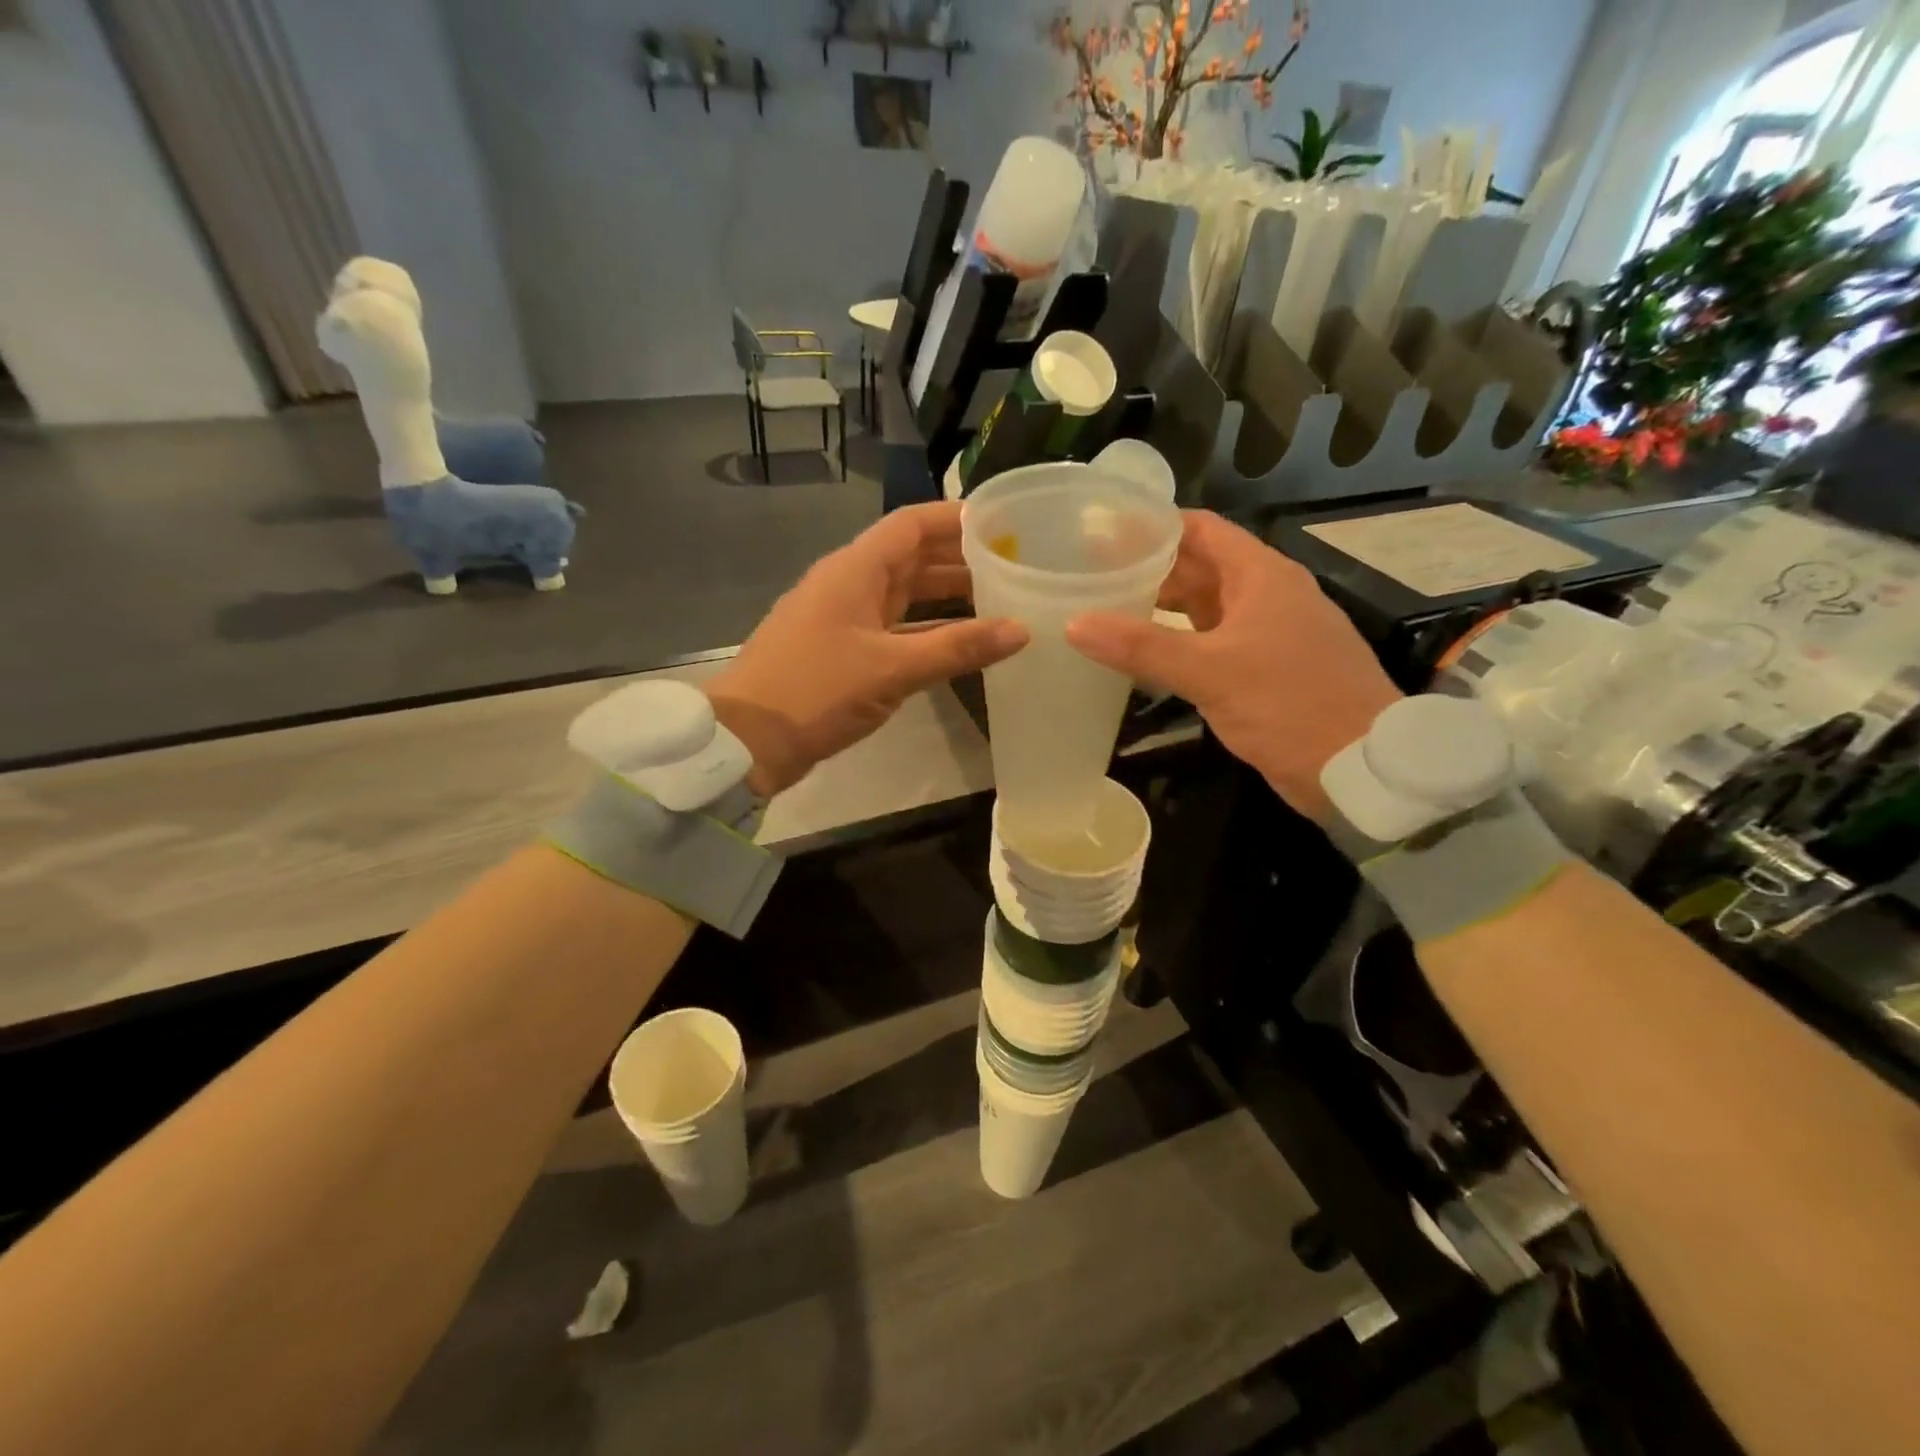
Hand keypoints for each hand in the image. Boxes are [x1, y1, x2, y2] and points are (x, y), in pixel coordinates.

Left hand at [705, 503, 1027, 796]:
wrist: (747, 740)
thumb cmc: (817, 690)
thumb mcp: (892, 668)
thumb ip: (957, 648)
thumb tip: (1021, 630)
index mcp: (855, 569)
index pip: (912, 525)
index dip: (956, 519)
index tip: (1003, 522)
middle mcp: (849, 584)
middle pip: (911, 558)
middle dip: (959, 559)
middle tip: (1013, 566)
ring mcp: (843, 618)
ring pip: (903, 595)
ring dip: (945, 597)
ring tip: (999, 601)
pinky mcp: (841, 651)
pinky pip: (893, 628)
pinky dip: (926, 631)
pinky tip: (959, 644)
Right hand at [1066, 510, 1399, 824]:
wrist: (1360, 767)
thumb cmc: (1290, 704)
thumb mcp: (1210, 672)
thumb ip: (1142, 647)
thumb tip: (1075, 624)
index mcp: (1261, 576)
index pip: (1199, 529)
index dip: (1152, 526)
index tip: (1101, 533)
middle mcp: (1265, 595)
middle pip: (1198, 566)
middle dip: (1148, 568)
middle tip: (1091, 574)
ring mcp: (1266, 633)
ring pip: (1204, 607)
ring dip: (1160, 606)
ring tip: (1106, 609)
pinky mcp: (1263, 669)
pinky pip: (1211, 641)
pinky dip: (1177, 641)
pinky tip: (1143, 655)